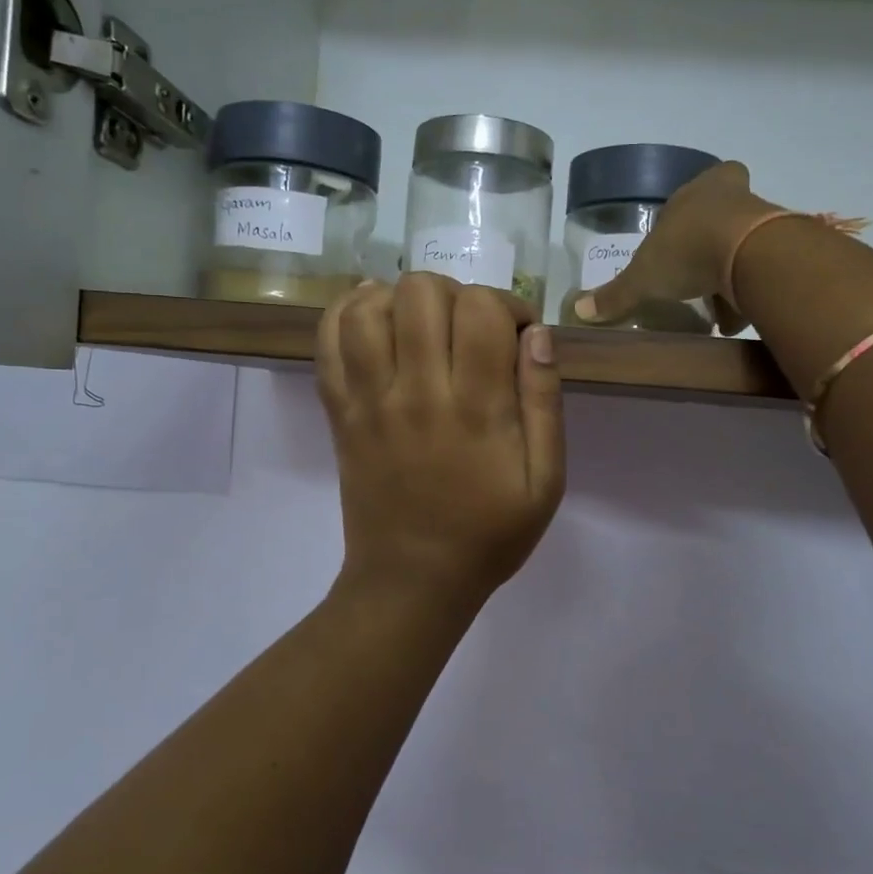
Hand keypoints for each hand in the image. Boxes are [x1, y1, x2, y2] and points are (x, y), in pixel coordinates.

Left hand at [316, 274, 564, 602]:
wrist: (413, 581)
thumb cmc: (489, 535)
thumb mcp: (545, 482)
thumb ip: (544, 403)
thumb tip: (538, 335)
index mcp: (476, 408)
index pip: (481, 309)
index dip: (507, 305)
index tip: (517, 335)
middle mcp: (417, 392)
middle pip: (422, 293)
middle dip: (456, 294)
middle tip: (469, 329)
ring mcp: (370, 400)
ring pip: (370, 307)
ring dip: (401, 299)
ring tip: (422, 324)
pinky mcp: (340, 412)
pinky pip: (327, 343)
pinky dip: (347, 313)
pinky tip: (374, 318)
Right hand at [573, 160, 777, 333]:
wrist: (748, 255)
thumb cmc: (686, 251)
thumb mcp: (642, 278)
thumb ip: (615, 295)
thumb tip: (578, 309)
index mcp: (695, 192)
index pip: (694, 190)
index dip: (686, 213)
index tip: (680, 237)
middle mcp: (730, 197)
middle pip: (722, 215)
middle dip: (710, 244)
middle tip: (697, 271)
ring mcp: (761, 219)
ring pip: (743, 244)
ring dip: (730, 273)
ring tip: (714, 308)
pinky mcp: (781, 247)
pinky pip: (761, 270)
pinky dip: (748, 294)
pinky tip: (734, 321)